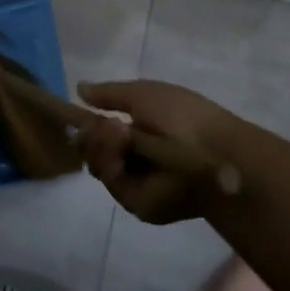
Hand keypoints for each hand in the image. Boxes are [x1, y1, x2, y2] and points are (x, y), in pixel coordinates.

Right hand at [78, 80, 245, 223]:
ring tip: (117, 134)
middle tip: (100, 126)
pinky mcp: (137, 201)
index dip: (89, 123)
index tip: (76, 113)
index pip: (103, 129)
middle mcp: (137, 155)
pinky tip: (119, 151)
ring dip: (101, 146)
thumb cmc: (182, 116)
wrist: (213, 154)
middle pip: (95, 148)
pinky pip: (111, 183)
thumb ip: (108, 94)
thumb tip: (80, 89)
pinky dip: (110, 165)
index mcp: (143, 129)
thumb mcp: (143, 93)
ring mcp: (137, 179)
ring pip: (99, 165)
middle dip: (91, 135)